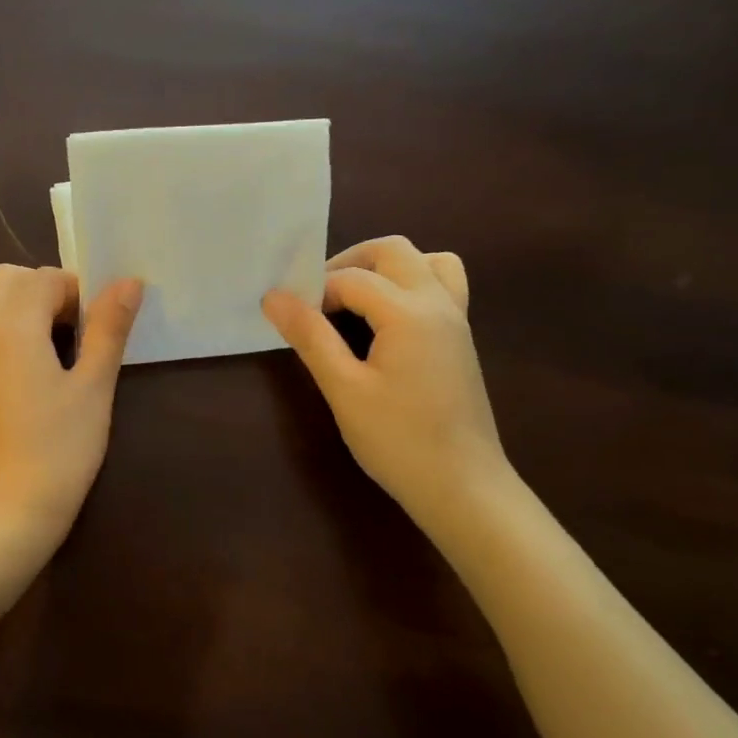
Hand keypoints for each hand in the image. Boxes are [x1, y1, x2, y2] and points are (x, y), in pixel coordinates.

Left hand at [0, 264, 142, 549]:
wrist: (6, 508)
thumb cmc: (60, 449)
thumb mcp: (95, 386)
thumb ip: (109, 327)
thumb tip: (129, 281)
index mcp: (13, 321)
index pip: (47, 278)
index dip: (77, 298)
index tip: (93, 334)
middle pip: (8, 277)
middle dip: (42, 293)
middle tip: (69, 337)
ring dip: (5, 300)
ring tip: (32, 337)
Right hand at [263, 237, 506, 528]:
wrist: (463, 487)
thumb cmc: (398, 440)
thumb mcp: (344, 389)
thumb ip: (310, 336)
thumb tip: (274, 297)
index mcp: (408, 312)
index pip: (351, 278)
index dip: (314, 291)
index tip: (289, 315)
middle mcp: (438, 303)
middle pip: (393, 251)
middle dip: (350, 262)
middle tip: (318, 297)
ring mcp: (456, 319)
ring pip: (426, 261)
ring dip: (387, 267)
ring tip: (356, 298)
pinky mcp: (461, 338)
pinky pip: (443, 286)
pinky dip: (412, 284)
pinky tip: (388, 320)